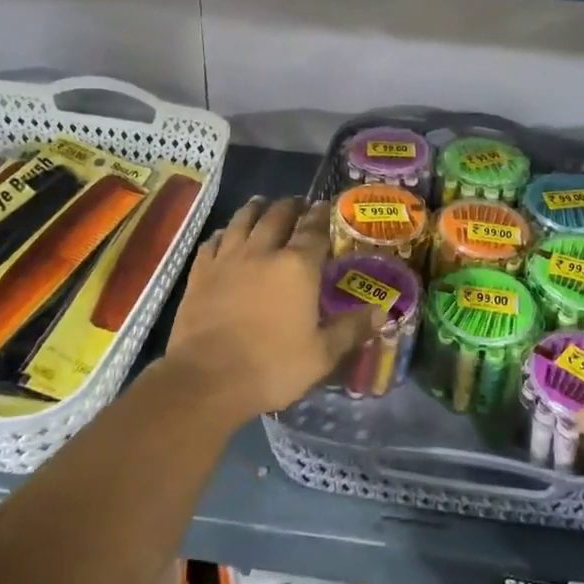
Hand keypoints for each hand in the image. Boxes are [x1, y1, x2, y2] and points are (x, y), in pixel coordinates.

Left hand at [162, 197, 375, 425]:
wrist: (207, 379)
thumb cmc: (272, 367)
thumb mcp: (322, 355)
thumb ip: (352, 329)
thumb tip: (382, 313)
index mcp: (297, 267)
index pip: (314, 229)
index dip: (322, 215)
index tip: (326, 206)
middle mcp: (263, 252)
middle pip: (278, 216)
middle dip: (291, 206)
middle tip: (298, 204)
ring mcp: (228, 259)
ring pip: (243, 220)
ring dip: (256, 208)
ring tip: (262, 203)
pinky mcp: (200, 272)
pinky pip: (213, 241)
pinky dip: (223, 233)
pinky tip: (225, 235)